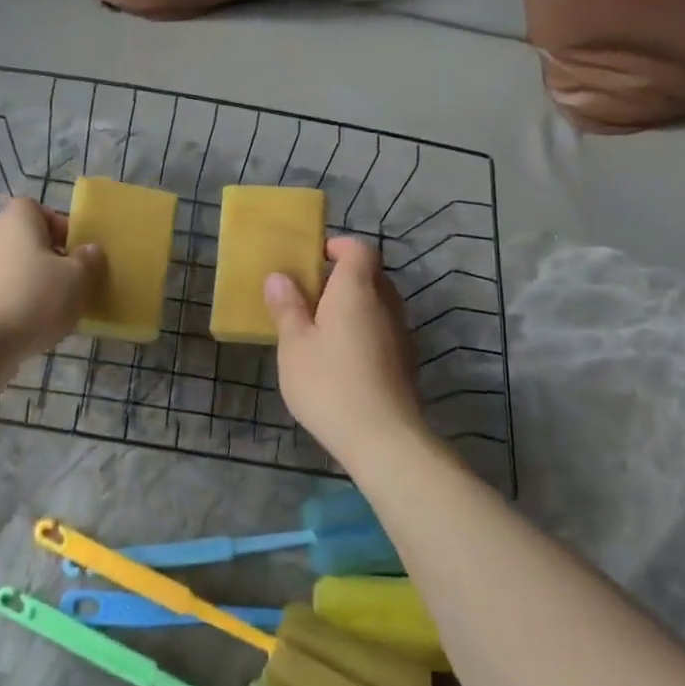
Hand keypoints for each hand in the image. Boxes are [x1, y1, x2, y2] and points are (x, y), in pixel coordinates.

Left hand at [0, 198, 101, 364]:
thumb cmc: (33, 298)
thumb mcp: (77, 278)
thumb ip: (88, 260)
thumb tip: (90, 250)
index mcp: (17, 220)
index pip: (37, 208)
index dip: (59, 224)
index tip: (76, 250)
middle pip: (27, 238)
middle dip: (51, 257)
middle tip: (72, 279)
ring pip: (16, 266)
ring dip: (36, 281)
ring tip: (57, 307)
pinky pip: (4, 290)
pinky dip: (20, 301)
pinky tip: (35, 324)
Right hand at [265, 237, 425, 461]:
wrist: (383, 439)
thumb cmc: (329, 383)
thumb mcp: (294, 344)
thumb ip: (287, 307)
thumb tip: (279, 277)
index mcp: (356, 290)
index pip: (359, 249)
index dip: (338, 246)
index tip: (312, 259)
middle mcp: (386, 304)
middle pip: (370, 275)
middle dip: (342, 278)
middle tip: (309, 296)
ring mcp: (401, 334)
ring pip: (378, 305)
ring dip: (353, 307)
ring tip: (320, 330)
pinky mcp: (406, 363)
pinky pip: (382, 331)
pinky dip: (363, 332)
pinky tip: (340, 360)